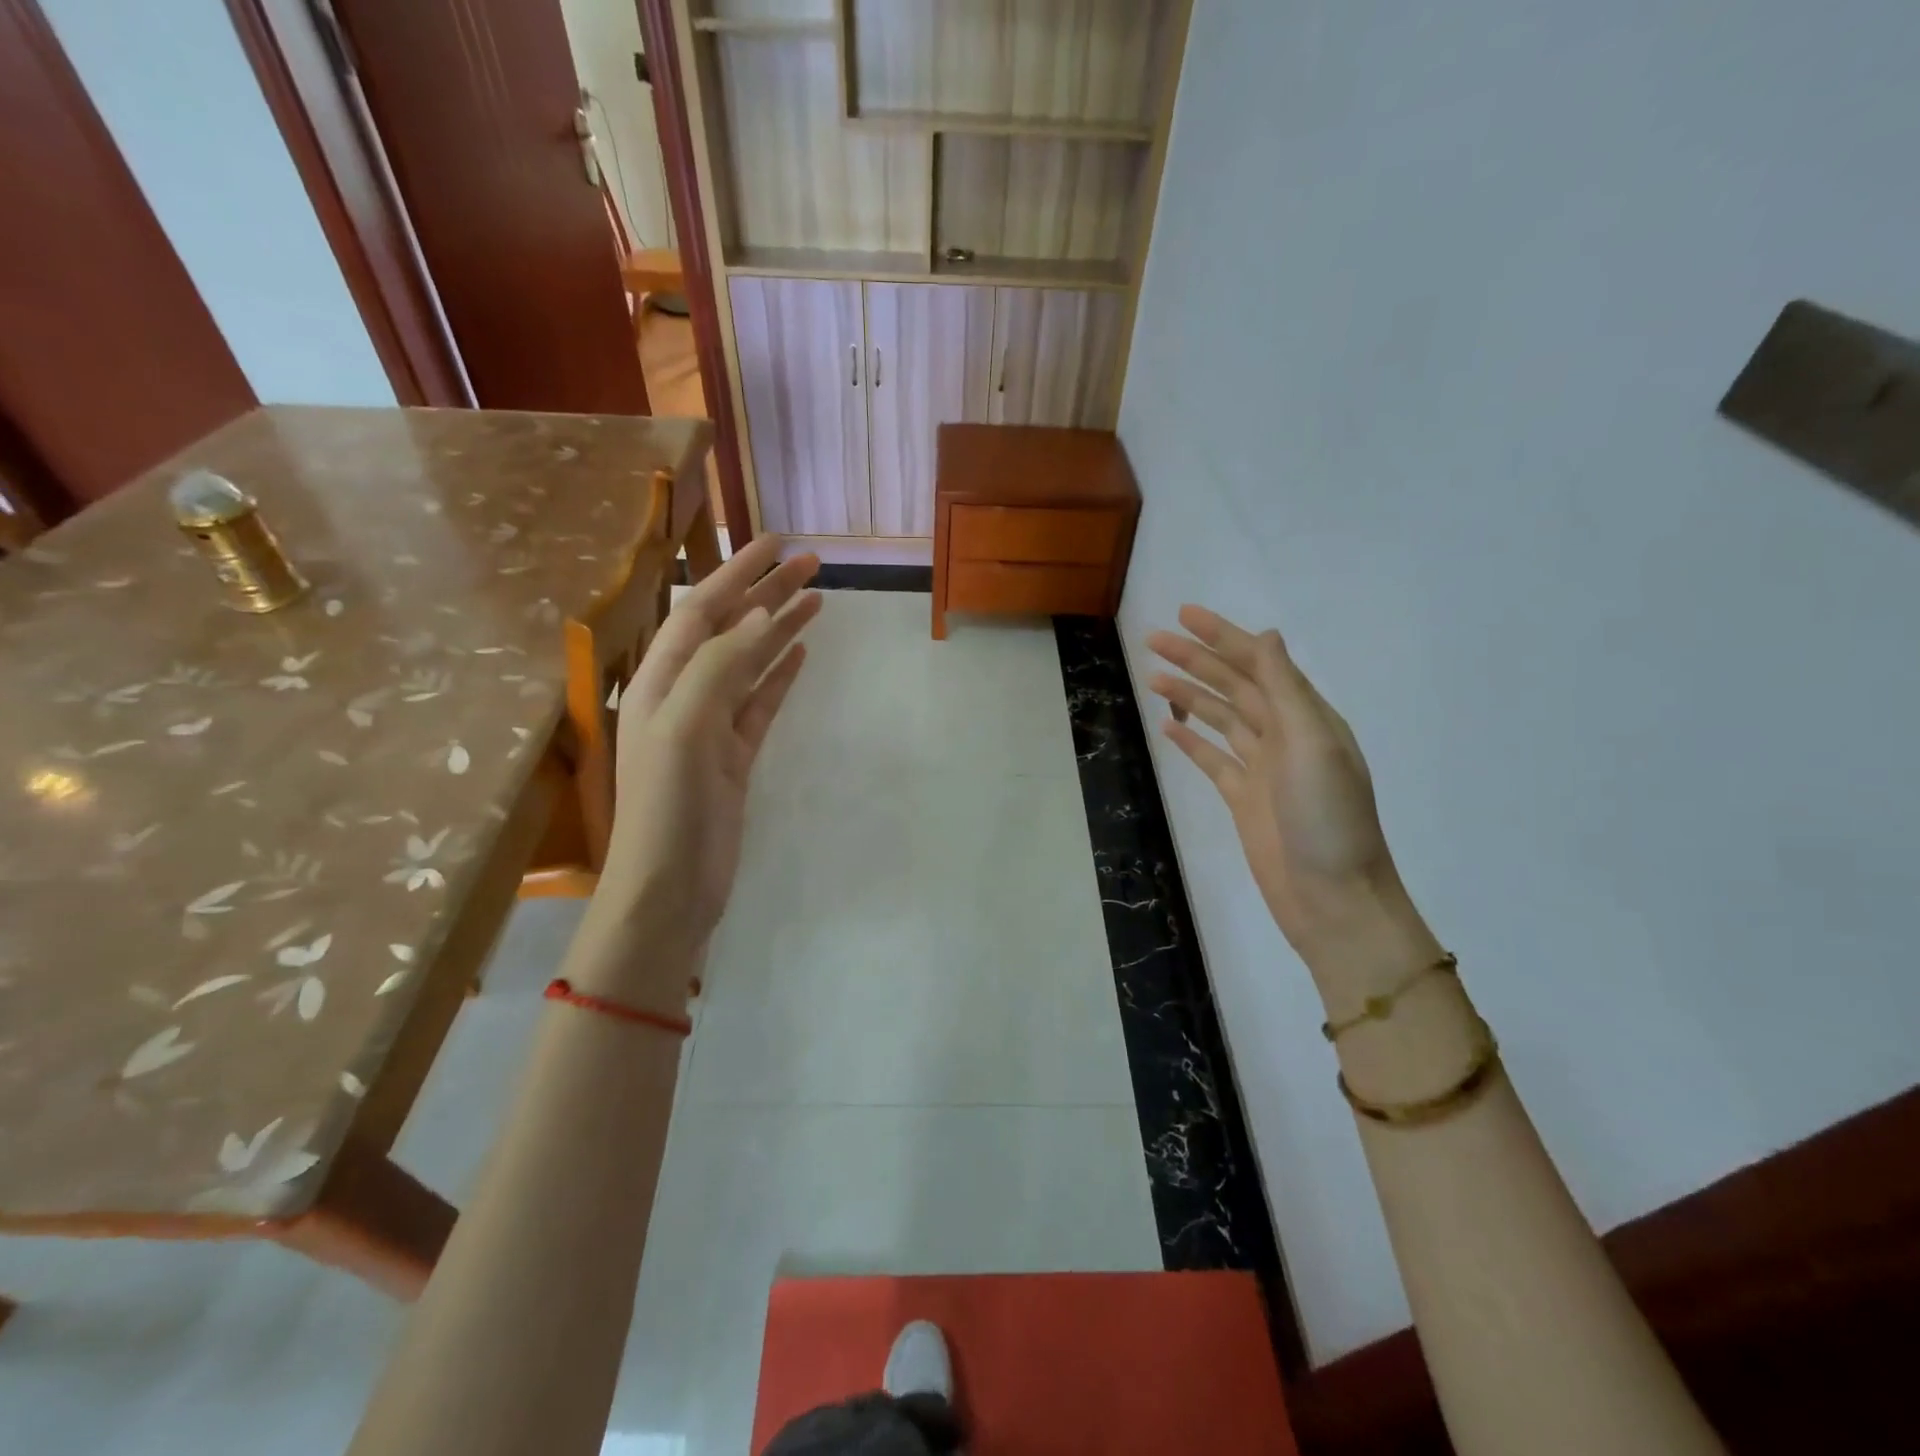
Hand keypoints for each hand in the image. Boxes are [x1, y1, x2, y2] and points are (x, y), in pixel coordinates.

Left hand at [600, 534, 821, 972]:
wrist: (668, 890)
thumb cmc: (668, 808)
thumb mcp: (685, 729)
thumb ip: (720, 668)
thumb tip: (761, 616)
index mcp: (659, 682)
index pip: (701, 611)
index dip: (737, 574)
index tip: (777, 544)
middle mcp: (682, 695)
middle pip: (729, 630)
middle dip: (766, 593)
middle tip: (811, 563)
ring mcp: (710, 727)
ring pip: (749, 663)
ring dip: (778, 629)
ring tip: (816, 599)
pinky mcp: (733, 756)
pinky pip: (760, 703)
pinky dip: (779, 675)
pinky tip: (799, 653)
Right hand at [1146, 606, 1433, 977]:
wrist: (1333, 899)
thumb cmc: (1328, 819)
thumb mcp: (1313, 745)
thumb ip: (1286, 690)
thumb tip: (1266, 636)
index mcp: (1306, 717)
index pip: (1258, 663)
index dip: (1221, 636)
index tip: (1184, 615)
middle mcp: (1284, 735)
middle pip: (1233, 686)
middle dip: (1195, 660)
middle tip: (1153, 640)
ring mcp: (1262, 768)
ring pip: (1219, 718)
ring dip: (1188, 695)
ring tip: (1152, 677)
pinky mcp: (1243, 798)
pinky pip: (1212, 759)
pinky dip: (1190, 741)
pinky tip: (1167, 727)